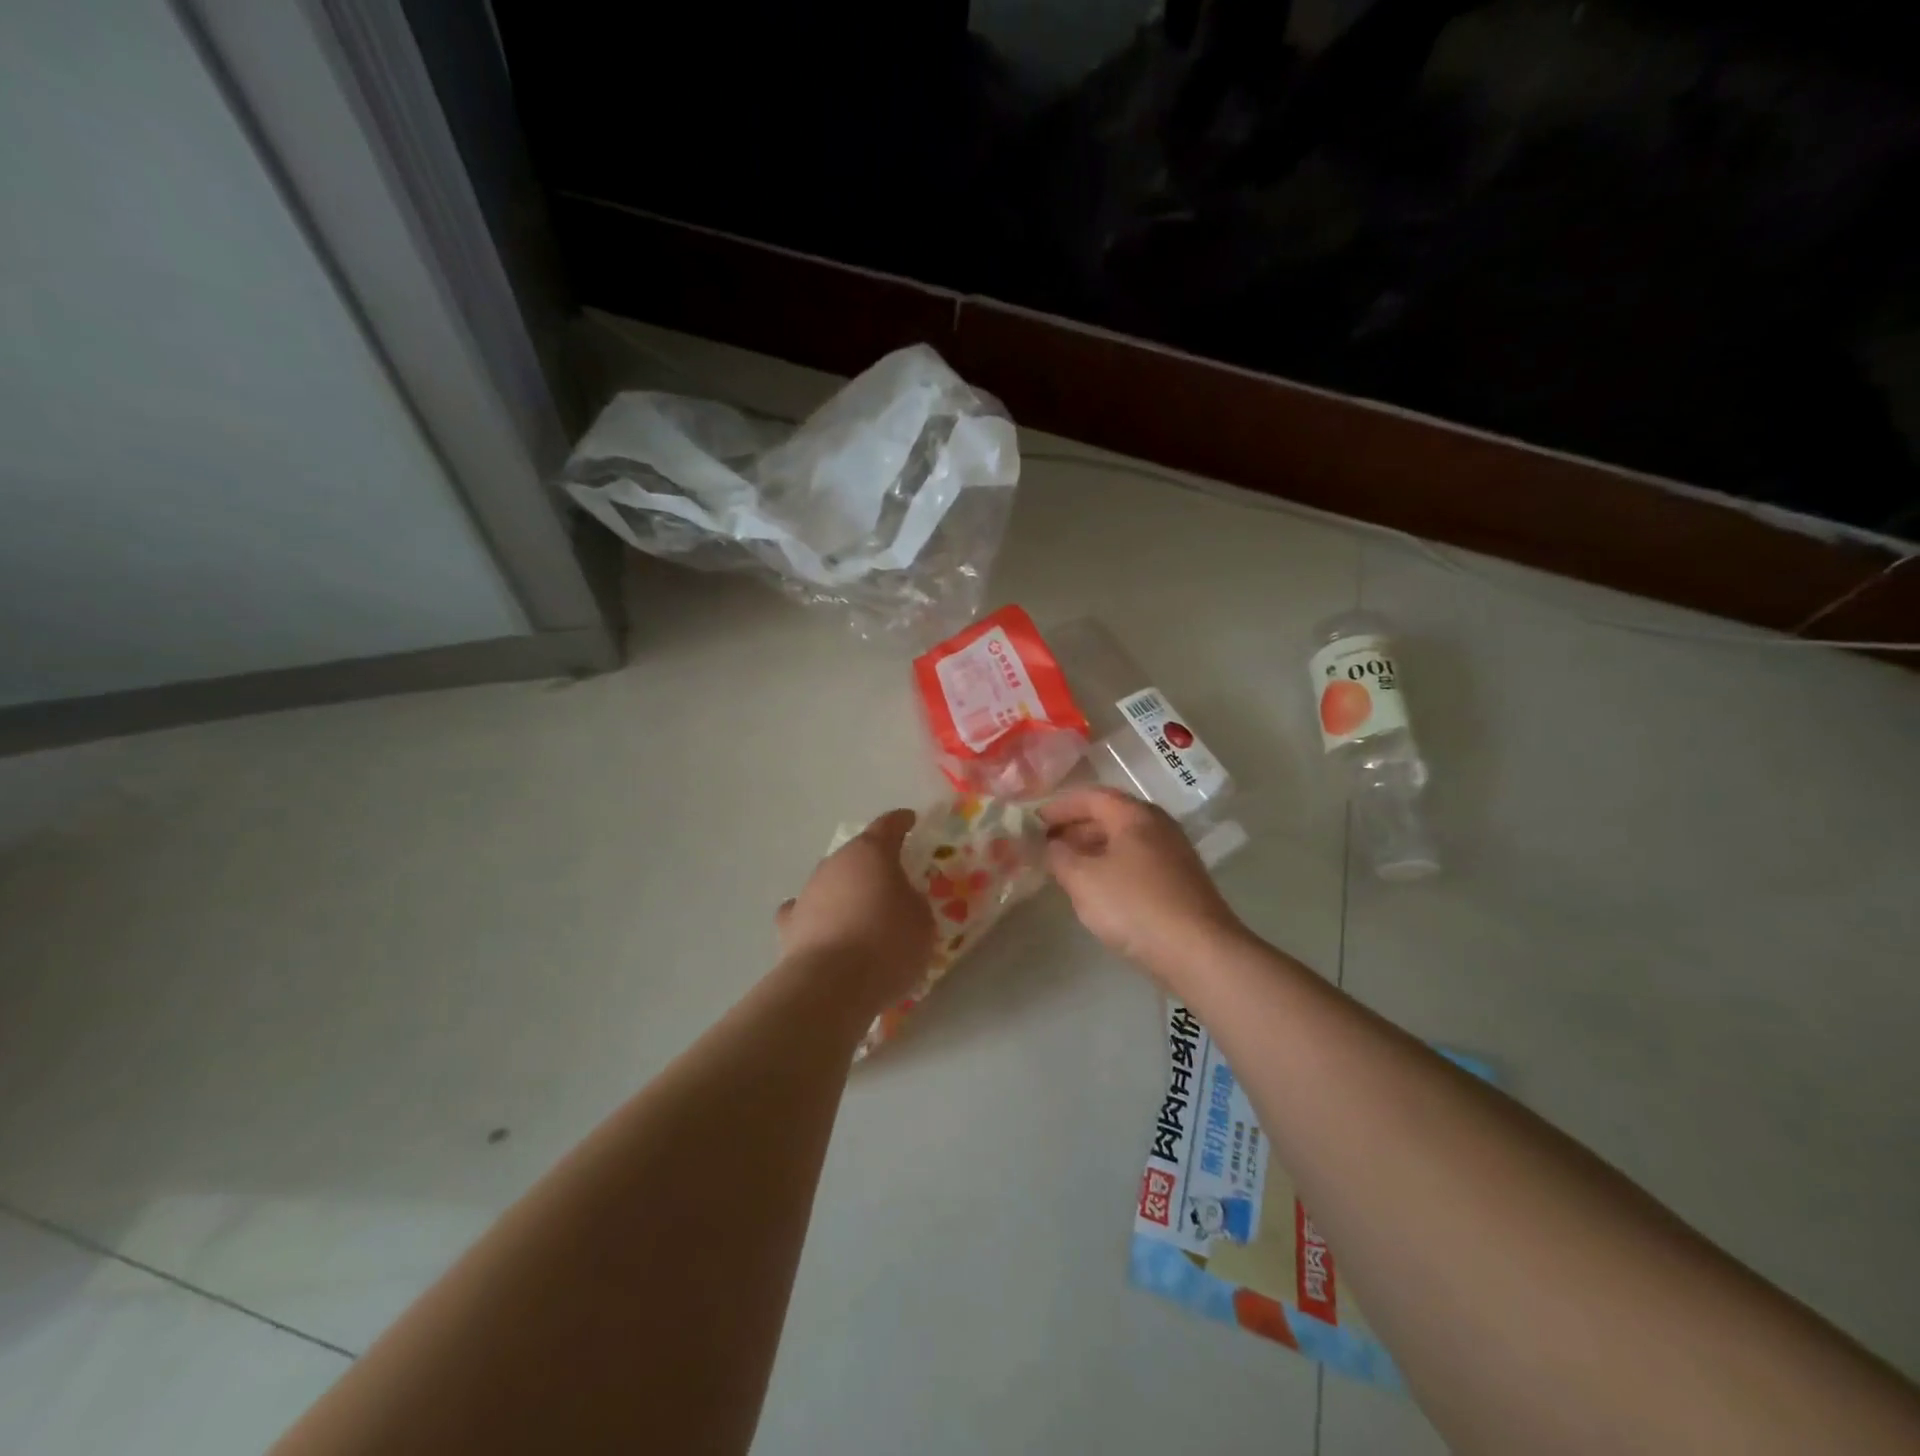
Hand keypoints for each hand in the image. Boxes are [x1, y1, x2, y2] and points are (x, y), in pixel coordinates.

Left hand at [777, 809, 933, 1013]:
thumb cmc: (887, 945)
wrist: (831, 986)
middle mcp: (835, 863)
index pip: (888, 825)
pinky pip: (807, 911)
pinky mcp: (789, 924)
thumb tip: (900, 899)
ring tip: (861, 915)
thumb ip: (913, 901)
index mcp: (872, 853)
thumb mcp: (922, 921)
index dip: (901, 822)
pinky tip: (825, 930)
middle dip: (873, 864)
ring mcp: (808, 891)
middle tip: (891, 882)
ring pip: (831, 881)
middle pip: (857, 854)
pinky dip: (817, 916)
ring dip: (846, 892)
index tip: (909, 820)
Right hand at [1040, 787, 1245, 974]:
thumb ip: (1059, 857)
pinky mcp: (1180, 881)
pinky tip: (1098, 889)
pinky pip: (1136, 862)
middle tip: (1046, 844)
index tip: (1034, 822)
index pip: (1091, 796)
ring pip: (1124, 841)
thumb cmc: (1135, 906)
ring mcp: (1173, 854)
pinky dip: (1111, 865)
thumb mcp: (1083, 880)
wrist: (1199, 952)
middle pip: (1110, 816)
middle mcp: (1158, 826)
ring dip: (1092, 848)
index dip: (1059, 806)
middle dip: (1075, 827)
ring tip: (1065, 867)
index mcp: (1135, 815)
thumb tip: (1051, 845)